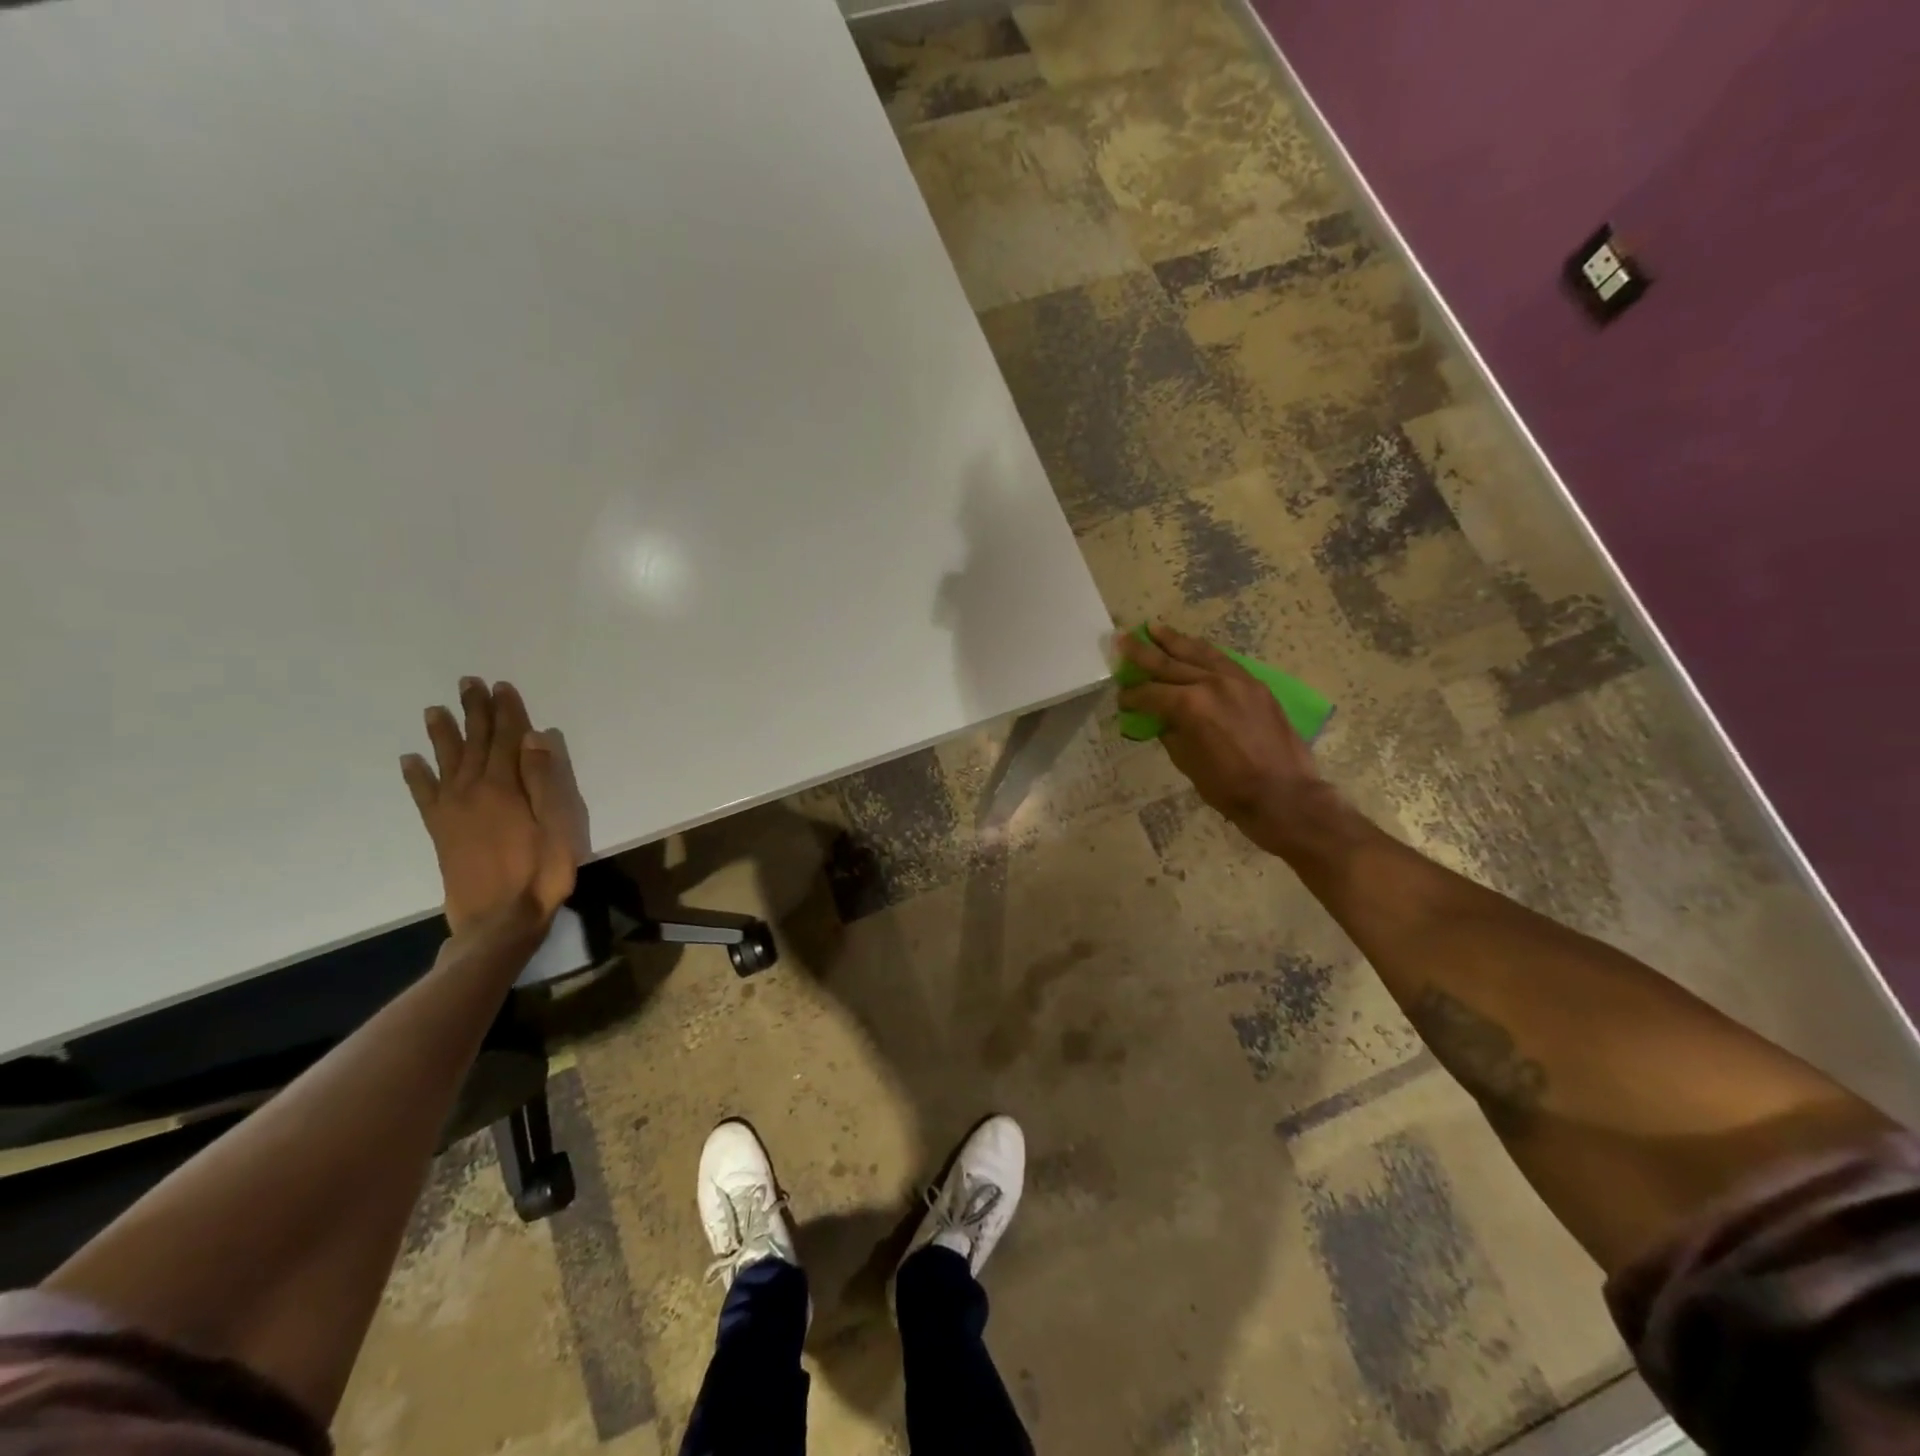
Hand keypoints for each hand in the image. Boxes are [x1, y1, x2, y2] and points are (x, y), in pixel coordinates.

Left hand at [399, 679, 589, 933]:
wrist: (498, 920)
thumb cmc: (540, 873)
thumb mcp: (558, 826)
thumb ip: (544, 781)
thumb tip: (534, 738)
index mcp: (505, 787)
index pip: (507, 739)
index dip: (506, 712)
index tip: (501, 686)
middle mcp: (473, 790)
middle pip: (475, 742)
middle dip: (474, 712)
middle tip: (468, 683)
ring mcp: (452, 810)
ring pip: (446, 761)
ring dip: (443, 734)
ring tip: (434, 710)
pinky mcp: (440, 830)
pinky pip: (423, 795)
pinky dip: (416, 775)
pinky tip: (410, 760)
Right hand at [1116, 625, 1339, 858]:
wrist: (1283, 794)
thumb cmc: (1228, 787)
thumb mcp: (1187, 762)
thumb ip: (1171, 733)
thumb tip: (1160, 719)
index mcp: (1189, 705)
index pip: (1150, 694)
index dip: (1132, 696)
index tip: (1121, 698)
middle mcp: (1211, 683)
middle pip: (1170, 663)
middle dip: (1142, 652)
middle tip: (1122, 639)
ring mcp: (1237, 680)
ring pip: (1199, 653)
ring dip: (1174, 640)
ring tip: (1155, 628)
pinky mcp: (1255, 685)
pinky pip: (1224, 660)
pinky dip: (1204, 652)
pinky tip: (1193, 647)